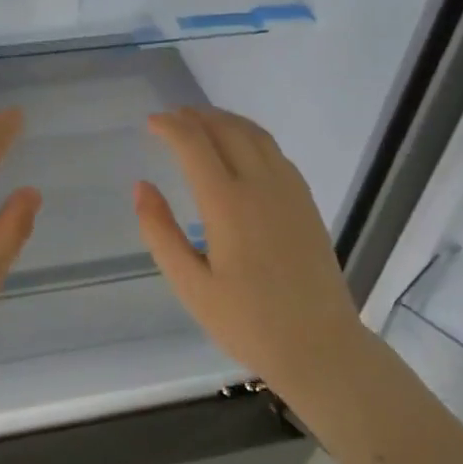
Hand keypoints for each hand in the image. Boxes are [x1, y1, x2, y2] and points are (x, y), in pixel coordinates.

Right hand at [135, 106, 360, 394]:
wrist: (320, 346)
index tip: (150, 122)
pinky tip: (239, 149)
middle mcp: (262, 186)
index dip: (170, 127)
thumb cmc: (248, 322)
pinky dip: (249, 136)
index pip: (195, 145)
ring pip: (255, 135)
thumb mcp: (190, 286)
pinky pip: (275, 152)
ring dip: (224, 120)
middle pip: (227, 130)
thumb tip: (141, 187)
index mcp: (228, 205)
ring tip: (200, 122)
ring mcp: (290, 191)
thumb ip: (160, 233)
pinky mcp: (306, 202)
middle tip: (171, 117)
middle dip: (195, 116)